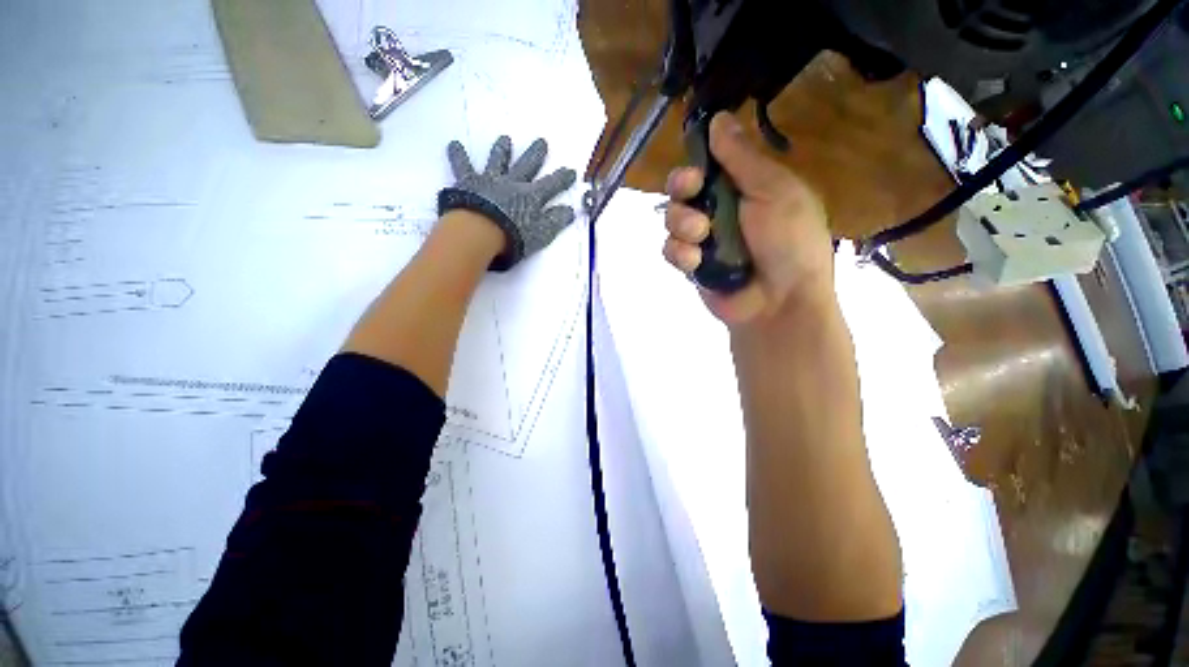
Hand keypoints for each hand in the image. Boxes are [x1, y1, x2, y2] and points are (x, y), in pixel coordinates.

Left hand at [438, 136, 576, 271]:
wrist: (481, 232)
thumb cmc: (513, 237)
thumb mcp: (541, 234)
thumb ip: (555, 221)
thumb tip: (569, 210)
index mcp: (531, 197)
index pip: (551, 185)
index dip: (562, 179)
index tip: (571, 170)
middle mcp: (513, 183)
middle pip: (527, 166)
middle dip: (536, 155)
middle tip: (542, 141)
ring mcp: (490, 181)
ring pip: (498, 161)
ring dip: (502, 150)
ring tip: (505, 138)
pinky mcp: (469, 183)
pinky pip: (463, 166)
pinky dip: (458, 156)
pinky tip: (454, 145)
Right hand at [664, 113, 833, 324]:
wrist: (780, 301)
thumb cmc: (789, 241)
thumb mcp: (775, 191)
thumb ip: (743, 158)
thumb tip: (718, 118)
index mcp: (743, 188)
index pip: (708, 166)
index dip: (697, 162)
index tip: (698, 164)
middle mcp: (719, 211)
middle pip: (682, 190)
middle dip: (681, 189)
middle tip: (691, 192)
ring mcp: (703, 240)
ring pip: (672, 219)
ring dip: (681, 222)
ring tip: (701, 234)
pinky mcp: (691, 266)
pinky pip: (671, 251)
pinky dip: (679, 253)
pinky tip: (695, 260)